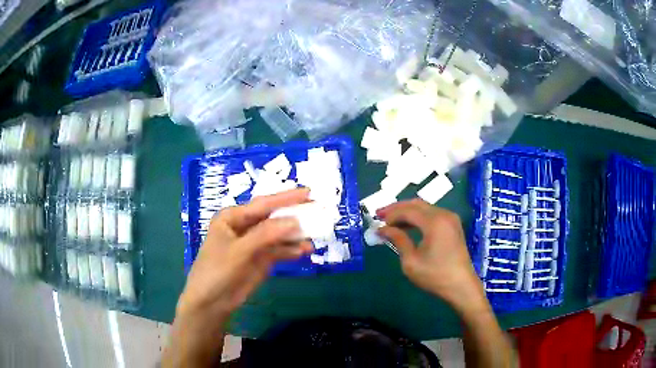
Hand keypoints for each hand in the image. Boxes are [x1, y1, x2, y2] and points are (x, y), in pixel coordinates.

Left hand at [176, 188, 312, 318]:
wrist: (211, 302)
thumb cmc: (217, 270)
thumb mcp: (239, 250)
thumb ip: (266, 235)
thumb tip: (295, 221)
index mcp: (233, 217)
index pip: (263, 204)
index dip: (286, 198)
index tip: (309, 192)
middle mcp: (245, 227)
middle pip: (273, 217)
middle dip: (294, 215)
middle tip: (318, 211)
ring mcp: (254, 244)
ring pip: (279, 235)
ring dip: (295, 235)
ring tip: (315, 235)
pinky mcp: (261, 259)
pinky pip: (279, 251)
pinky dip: (291, 250)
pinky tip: (304, 251)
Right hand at [376, 199, 485, 313]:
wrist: (461, 286)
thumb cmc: (435, 276)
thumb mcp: (411, 261)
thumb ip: (398, 240)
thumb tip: (383, 229)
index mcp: (435, 222)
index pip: (408, 210)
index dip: (391, 214)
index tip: (377, 222)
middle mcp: (444, 214)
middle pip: (416, 204)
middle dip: (397, 209)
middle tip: (380, 216)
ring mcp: (451, 219)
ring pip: (424, 208)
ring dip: (407, 213)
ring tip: (390, 221)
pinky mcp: (453, 225)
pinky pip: (432, 214)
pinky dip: (418, 218)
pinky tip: (407, 226)